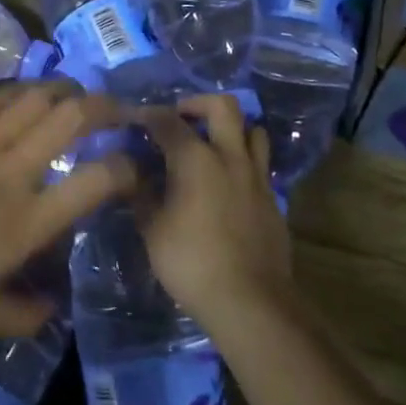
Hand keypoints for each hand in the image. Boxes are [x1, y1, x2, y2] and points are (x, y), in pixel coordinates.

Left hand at [0, 83, 134, 336]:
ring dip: (63, 91)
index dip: (126, 167)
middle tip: (118, 107)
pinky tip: (28, 93)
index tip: (134, 164)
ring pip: (34, 99)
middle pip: (71, 120)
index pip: (96, 182)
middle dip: (104, 106)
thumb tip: (55, 307)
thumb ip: (25, 315)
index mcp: (28, 223)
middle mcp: (14, 174)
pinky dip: (18, 92)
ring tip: (77, 92)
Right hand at [137, 95, 290, 323]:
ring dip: (231, 129)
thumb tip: (133, 173)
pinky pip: (261, 164)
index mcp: (195, 159)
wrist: (249, 300)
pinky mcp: (273, 199)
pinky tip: (228, 183)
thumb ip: (142, 194)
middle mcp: (230, 157)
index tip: (135, 119)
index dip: (148, 115)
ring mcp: (256, 177)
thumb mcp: (152, 229)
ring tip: (212, 145)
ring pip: (252, 130)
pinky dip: (244, 161)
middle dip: (198, 103)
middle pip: (222, 106)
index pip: (168, 121)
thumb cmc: (191, 262)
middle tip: (180, 118)